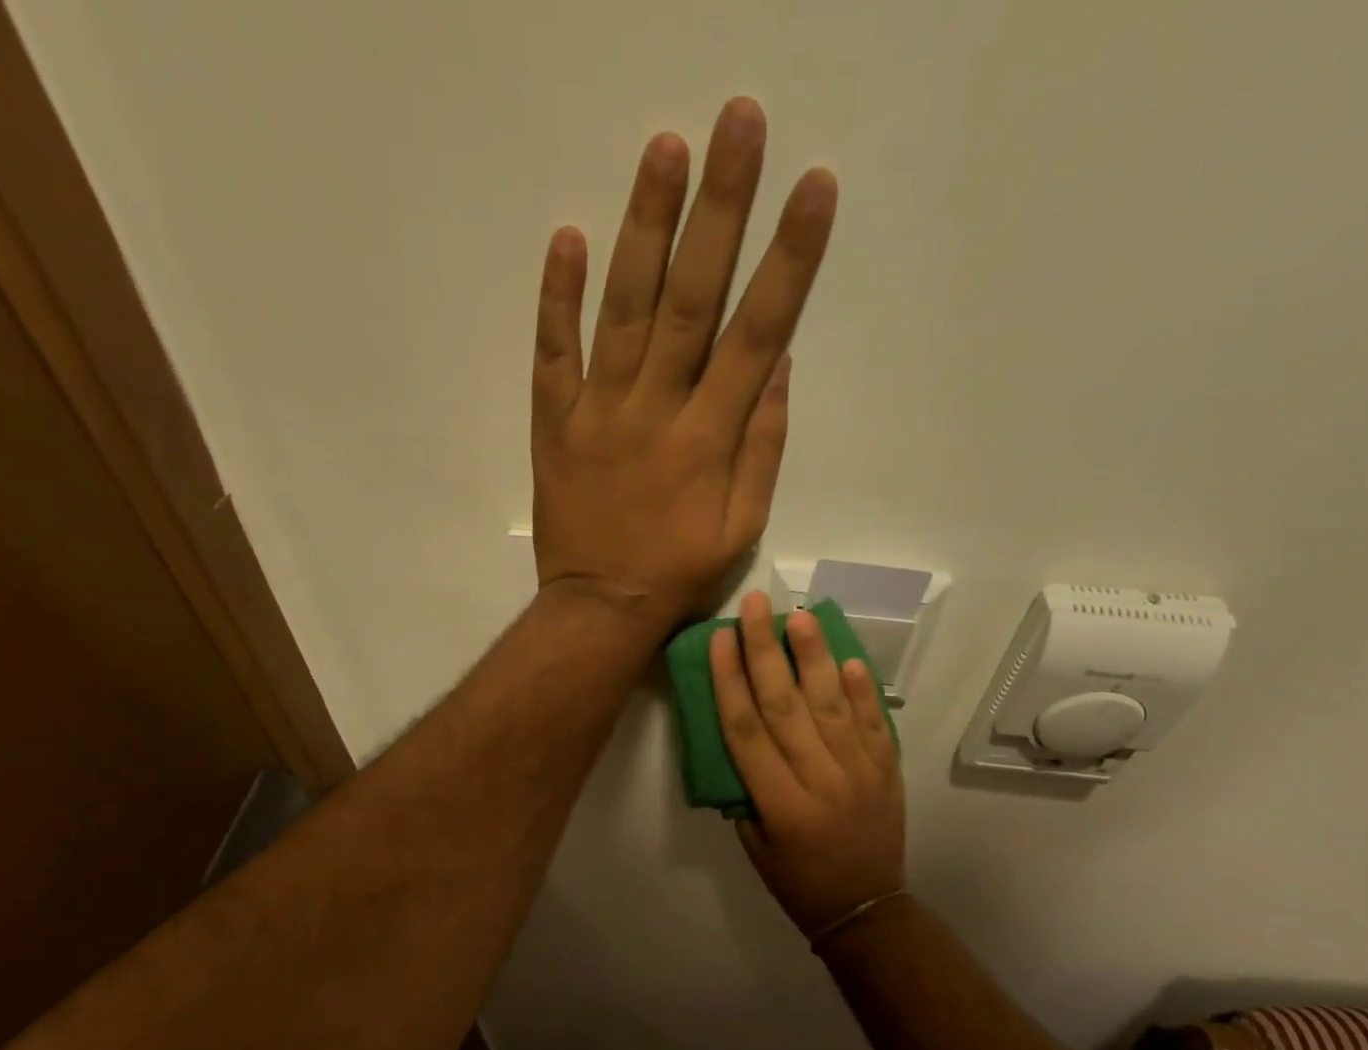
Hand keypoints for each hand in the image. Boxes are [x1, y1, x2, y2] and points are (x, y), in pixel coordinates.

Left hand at [531, 99, 837, 632]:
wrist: (601, 610)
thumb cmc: (679, 575)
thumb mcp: (742, 529)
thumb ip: (763, 449)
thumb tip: (776, 368)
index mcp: (710, 438)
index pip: (757, 333)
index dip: (789, 260)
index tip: (814, 189)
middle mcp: (656, 410)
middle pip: (693, 299)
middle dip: (721, 209)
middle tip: (739, 123)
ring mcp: (599, 412)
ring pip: (624, 309)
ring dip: (645, 228)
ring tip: (665, 149)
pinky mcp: (555, 424)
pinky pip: (553, 354)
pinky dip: (557, 298)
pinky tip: (567, 237)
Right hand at [712, 591, 905, 937]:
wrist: (866, 907)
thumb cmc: (798, 881)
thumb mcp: (754, 845)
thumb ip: (744, 790)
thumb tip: (739, 735)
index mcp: (780, 804)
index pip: (746, 730)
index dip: (730, 680)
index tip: (721, 638)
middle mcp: (819, 780)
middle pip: (786, 705)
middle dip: (766, 651)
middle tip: (757, 606)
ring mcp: (860, 773)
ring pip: (832, 705)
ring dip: (814, 657)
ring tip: (801, 616)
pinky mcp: (887, 771)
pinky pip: (875, 723)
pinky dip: (862, 690)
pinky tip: (848, 658)